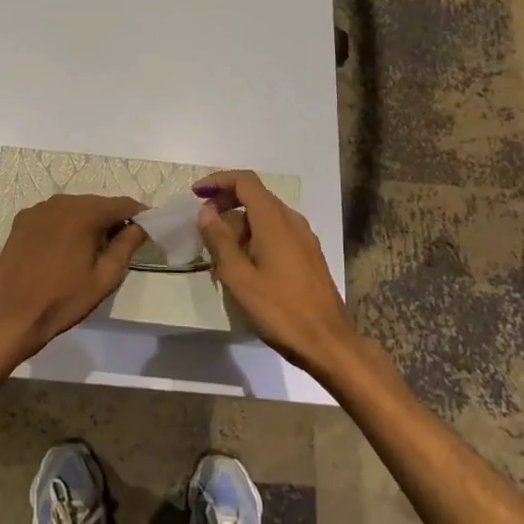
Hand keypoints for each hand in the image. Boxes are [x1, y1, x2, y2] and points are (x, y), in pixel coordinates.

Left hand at [0, 195, 147, 361]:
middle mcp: (60, 202)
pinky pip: (53, 215)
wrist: (11, 316)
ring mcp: (37, 209)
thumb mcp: (104, 278)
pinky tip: (65, 248)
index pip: (122, 204)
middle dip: (113, 219)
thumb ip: (127, 246)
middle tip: (122, 244)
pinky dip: (66, 224)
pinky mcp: (22, 221)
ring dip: (88, 221)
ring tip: (93, 248)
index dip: (139, 214)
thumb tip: (141, 226)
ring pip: (74, 207)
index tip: (149, 229)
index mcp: (83, 213)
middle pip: (97, 203)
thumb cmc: (63, 300)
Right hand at [194, 170, 354, 371]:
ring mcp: (304, 237)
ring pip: (266, 216)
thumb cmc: (279, 309)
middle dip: (226, 205)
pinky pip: (277, 232)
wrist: (327, 342)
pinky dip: (256, 237)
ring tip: (220, 254)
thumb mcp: (238, 276)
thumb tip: (206, 211)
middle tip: (204, 227)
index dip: (218, 181)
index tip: (196, 195)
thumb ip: (219, 239)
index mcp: (274, 219)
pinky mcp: (309, 255)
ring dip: (240, 225)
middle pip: (255, 196)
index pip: (244, 181)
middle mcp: (292, 220)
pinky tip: (245, 265)